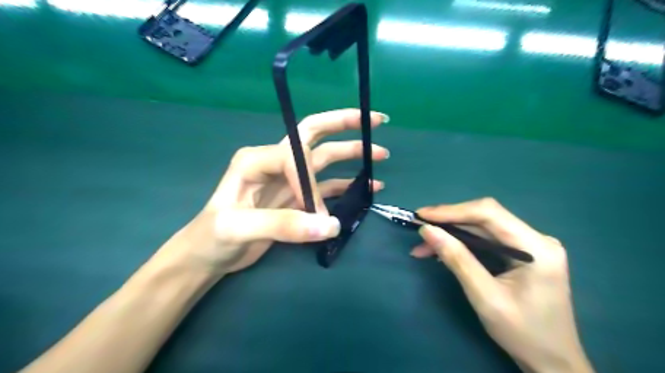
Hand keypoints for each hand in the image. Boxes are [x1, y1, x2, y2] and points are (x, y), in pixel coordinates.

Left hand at [162, 110, 390, 274]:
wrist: (207, 255)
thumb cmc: (213, 237)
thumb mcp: (239, 228)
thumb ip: (284, 224)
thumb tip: (332, 225)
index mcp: (257, 158)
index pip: (296, 155)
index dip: (311, 183)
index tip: (316, 213)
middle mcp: (275, 161)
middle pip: (314, 134)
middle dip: (344, 124)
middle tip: (376, 121)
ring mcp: (288, 179)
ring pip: (325, 159)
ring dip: (352, 155)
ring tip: (380, 154)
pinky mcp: (296, 197)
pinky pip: (327, 186)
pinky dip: (347, 185)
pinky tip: (368, 186)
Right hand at [414, 198, 594, 371]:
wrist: (553, 362)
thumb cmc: (523, 334)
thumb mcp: (485, 297)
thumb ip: (457, 259)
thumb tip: (427, 230)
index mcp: (537, 247)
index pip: (489, 213)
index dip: (452, 211)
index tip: (421, 216)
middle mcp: (536, 238)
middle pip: (484, 218)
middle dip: (448, 222)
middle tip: (419, 229)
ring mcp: (530, 245)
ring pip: (482, 228)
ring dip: (452, 234)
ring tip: (423, 246)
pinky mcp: (521, 253)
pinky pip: (486, 240)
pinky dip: (462, 244)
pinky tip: (442, 252)